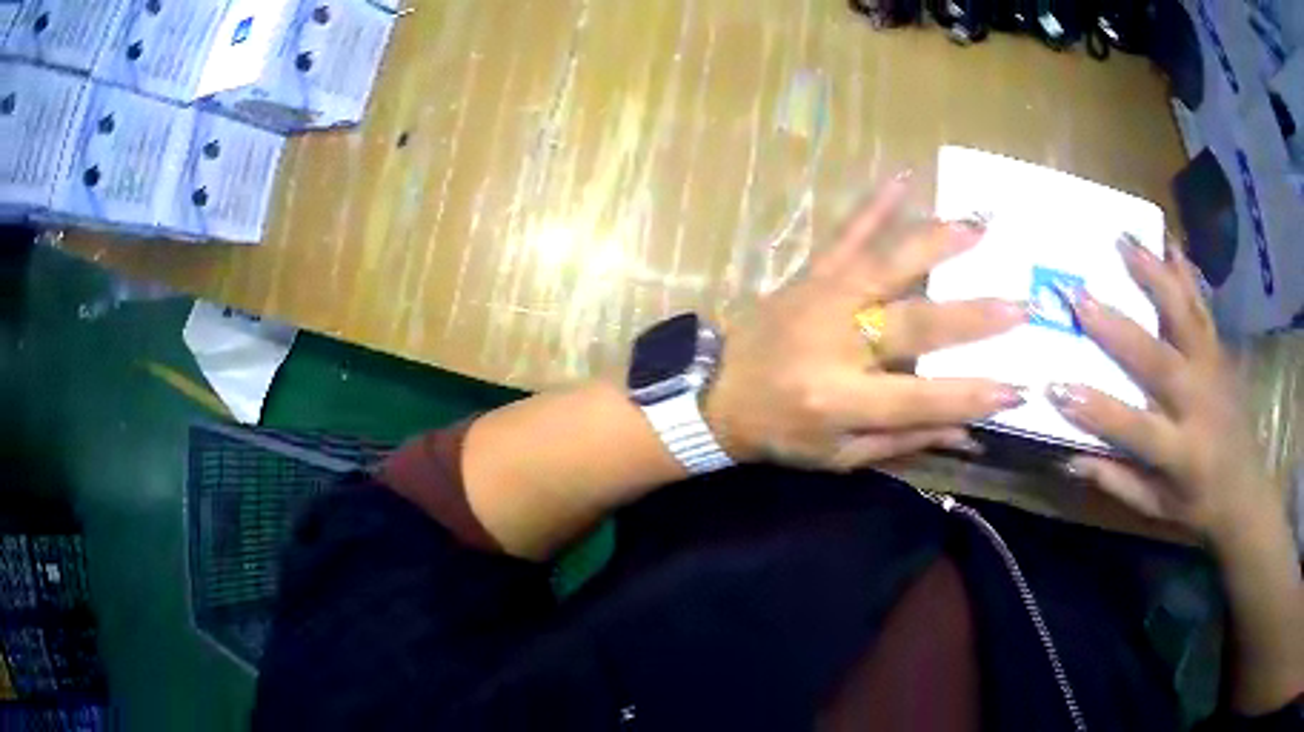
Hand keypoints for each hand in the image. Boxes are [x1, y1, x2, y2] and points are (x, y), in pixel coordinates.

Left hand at [703, 174, 1027, 471]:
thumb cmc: (781, 433)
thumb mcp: (839, 457)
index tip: (1017, 388)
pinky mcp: (808, 275)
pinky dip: (874, 205)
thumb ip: (904, 441)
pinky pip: (845, 235)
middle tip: (1020, 305)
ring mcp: (821, 300)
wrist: (714, 393)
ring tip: (978, 226)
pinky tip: (902, 177)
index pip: (921, 399)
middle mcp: (835, 345)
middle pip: (914, 325)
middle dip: (973, 317)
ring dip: (935, 244)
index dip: (971, 396)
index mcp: (840, 402)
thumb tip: (968, 432)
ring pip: (885, 266)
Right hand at [1049, 236, 1278, 542]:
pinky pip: (1202, 307)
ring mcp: (1214, 370)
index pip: (1135, 429)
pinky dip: (1186, 273)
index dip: (1096, 410)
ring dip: (1154, 276)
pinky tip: (1169, 243)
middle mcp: (1199, 404)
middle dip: (1116, 328)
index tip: (1055, 386)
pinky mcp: (1220, 352)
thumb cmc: (1197, 504)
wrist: (1246, 489)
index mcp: (1181, 453)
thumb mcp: (1155, 507)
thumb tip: (1069, 456)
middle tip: (1078, 294)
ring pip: (1184, 317)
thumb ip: (1116, 480)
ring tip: (1124, 239)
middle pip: (1158, 360)